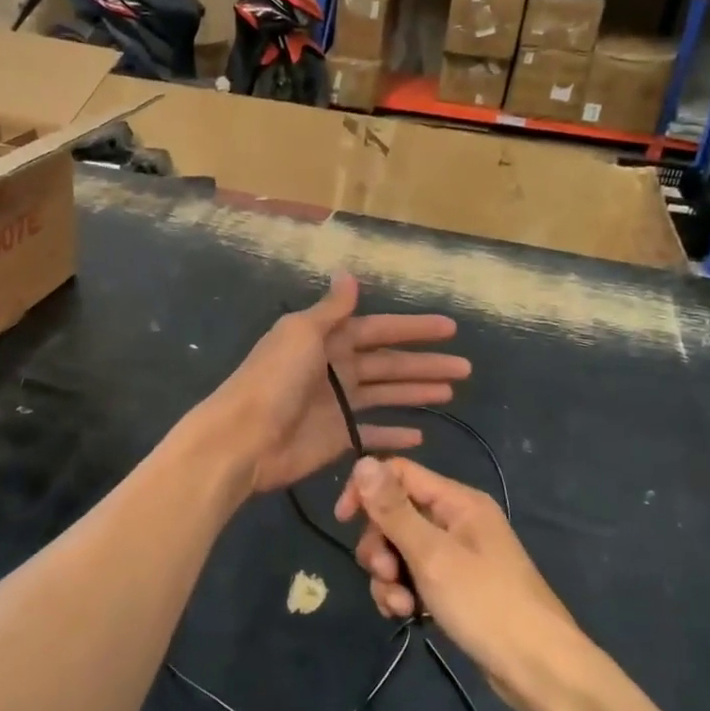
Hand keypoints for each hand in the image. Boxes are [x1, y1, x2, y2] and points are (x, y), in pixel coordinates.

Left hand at [201, 273, 468, 497]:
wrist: (244, 437)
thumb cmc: (275, 378)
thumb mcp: (302, 332)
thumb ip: (331, 309)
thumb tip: (348, 273)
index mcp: (327, 339)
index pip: (379, 329)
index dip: (413, 328)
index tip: (449, 328)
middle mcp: (336, 368)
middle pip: (389, 363)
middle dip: (424, 363)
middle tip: (465, 367)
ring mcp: (337, 405)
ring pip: (386, 394)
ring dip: (416, 392)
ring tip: (451, 390)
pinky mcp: (337, 437)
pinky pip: (372, 434)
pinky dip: (394, 433)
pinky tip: (420, 432)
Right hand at [334, 455, 585, 710]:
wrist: (542, 672)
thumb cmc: (487, 604)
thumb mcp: (432, 555)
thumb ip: (393, 510)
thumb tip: (362, 462)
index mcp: (457, 501)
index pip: (399, 473)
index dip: (367, 491)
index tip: (343, 520)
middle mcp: (457, 521)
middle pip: (396, 514)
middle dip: (379, 545)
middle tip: (383, 574)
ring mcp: (458, 556)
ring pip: (401, 550)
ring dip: (389, 575)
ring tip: (399, 605)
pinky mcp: (456, 588)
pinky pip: (415, 577)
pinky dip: (404, 592)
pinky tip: (406, 615)